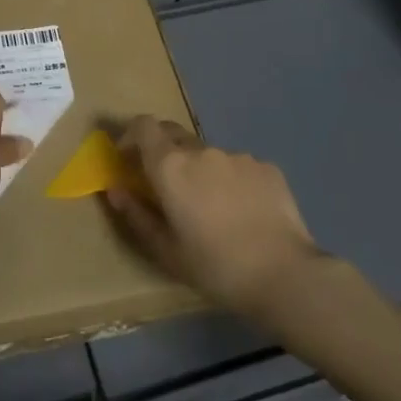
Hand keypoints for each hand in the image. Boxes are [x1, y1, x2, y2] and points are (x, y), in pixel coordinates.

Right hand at [103, 116, 320, 314]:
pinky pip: (238, 167)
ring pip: (208, 154)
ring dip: (200, 170)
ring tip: (212, 209)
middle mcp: (202, 151)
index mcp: (171, 167)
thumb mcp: (165, 250)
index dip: (131, 136)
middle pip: (173, 134)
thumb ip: (136, 214)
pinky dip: (231, 181)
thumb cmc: (215, 267)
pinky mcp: (267, 167)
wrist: (284, 275)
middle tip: (166, 186)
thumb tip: (115, 190)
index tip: (128, 159)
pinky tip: (243, 213)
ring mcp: (238, 156)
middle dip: (163, 152)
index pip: (143, 126)